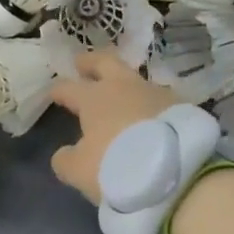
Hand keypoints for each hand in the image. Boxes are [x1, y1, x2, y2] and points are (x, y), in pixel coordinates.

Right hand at [47, 51, 181, 203]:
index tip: (52, 93)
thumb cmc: (117, 166)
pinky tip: (146, 114)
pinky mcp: (180, 106)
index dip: (58, 90)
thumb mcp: (79, 171)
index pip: (69, 88)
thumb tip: (65, 153)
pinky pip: (156, 99)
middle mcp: (124, 87)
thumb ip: (66, 160)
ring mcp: (155, 93)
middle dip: (90, 62)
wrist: (175, 171)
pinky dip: (147, 104)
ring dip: (123, 84)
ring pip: (134, 79)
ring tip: (119, 94)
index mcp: (94, 98)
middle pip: (105, 63)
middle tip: (81, 63)